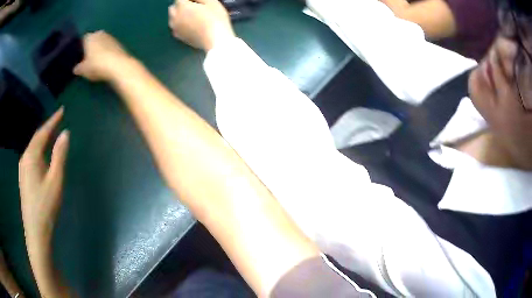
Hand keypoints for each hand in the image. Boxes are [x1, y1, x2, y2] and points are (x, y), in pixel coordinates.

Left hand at [19, 108, 68, 249]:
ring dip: (42, 140)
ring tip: (52, 136)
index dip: (53, 120)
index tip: (62, 110)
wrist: (36, 232)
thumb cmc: (46, 206)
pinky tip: (42, 155)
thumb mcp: (56, 180)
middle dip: (47, 129)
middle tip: (58, 121)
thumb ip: (60, 155)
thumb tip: (65, 133)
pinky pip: (31, 157)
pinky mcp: (23, 178)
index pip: (43, 132)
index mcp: (31, 155)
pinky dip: (38, 150)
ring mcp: (22, 169)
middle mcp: (24, 158)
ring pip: (33, 148)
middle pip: (36, 138)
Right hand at [74, 31, 134, 81]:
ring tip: (96, 62)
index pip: (82, 40)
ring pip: (101, 43)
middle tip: (87, 60)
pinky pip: (108, 47)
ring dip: (99, 50)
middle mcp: (100, 33)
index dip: (80, 49)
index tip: (79, 57)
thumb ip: (78, 68)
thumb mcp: (83, 70)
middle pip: (93, 40)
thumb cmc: (96, 65)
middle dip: (90, 48)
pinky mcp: (118, 43)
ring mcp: (110, 37)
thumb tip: (75, 69)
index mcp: (89, 37)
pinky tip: (105, 62)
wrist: (118, 65)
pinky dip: (106, 53)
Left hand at [168, 0, 234, 50]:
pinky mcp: (178, 37)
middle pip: (173, 8)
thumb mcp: (211, 2)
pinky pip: (176, 27)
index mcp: (181, 6)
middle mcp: (174, 17)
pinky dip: (181, 25)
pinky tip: (191, 25)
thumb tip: (193, 0)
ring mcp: (175, 28)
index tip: (197, 1)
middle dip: (181, 6)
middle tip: (194, 8)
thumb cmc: (215, 19)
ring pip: (173, 18)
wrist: (215, 40)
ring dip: (179, 15)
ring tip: (192, 17)